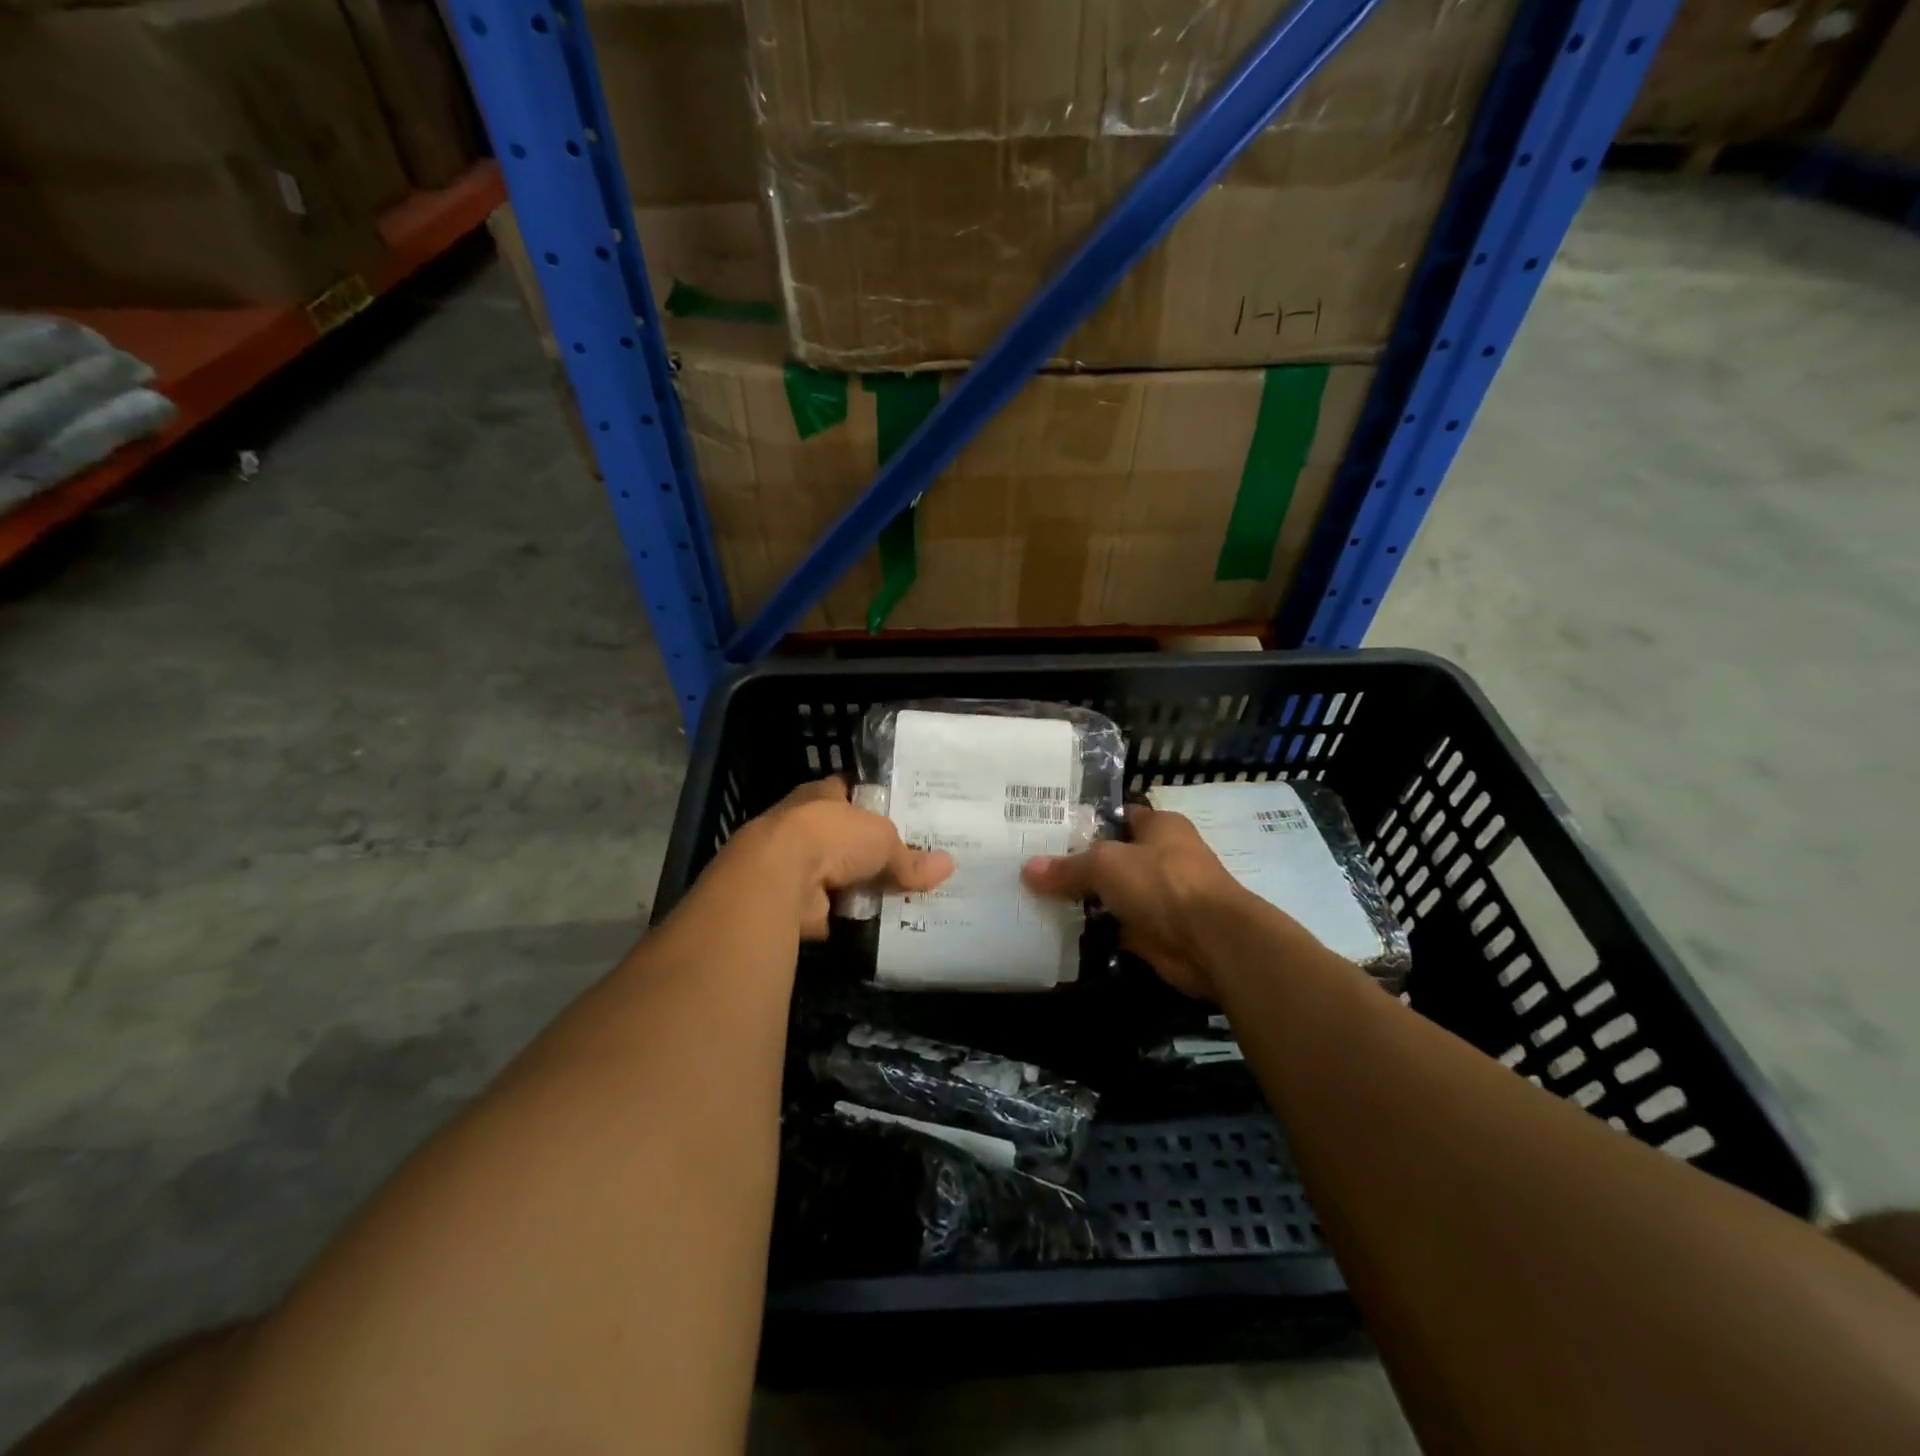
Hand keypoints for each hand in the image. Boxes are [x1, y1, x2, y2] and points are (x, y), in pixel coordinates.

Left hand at [721, 777, 952, 937]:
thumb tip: (948, 866)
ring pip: (837, 875)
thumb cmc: (832, 836)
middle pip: (843, 838)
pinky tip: (875, 924)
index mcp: (821, 795)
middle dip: (868, 852)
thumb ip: (910, 857)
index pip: (848, 792)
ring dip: (858, 888)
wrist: (780, 877)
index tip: (897, 815)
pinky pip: (830, 910)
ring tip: (899, 898)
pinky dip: (847, 917)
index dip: (870, 802)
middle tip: (907, 865)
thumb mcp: (883, 839)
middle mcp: (803, 825)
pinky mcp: (792, 901)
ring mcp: (794, 864)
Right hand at [1021, 806, 1250, 998]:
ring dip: (1085, 901)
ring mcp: (1160, 898)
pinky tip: (1060, 931)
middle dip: (1078, 864)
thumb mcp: (1106, 864)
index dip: (1086, 821)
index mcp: (1160, 827)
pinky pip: (1116, 928)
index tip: (1048, 829)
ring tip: (1037, 899)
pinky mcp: (1156, 933)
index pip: (1118, 816)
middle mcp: (1162, 858)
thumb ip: (1067, 867)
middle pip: (1112, 857)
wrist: (1210, 942)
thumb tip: (1027, 870)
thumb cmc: (1162, 883)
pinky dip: (1095, 931)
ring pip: (1112, 895)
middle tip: (1033, 867)